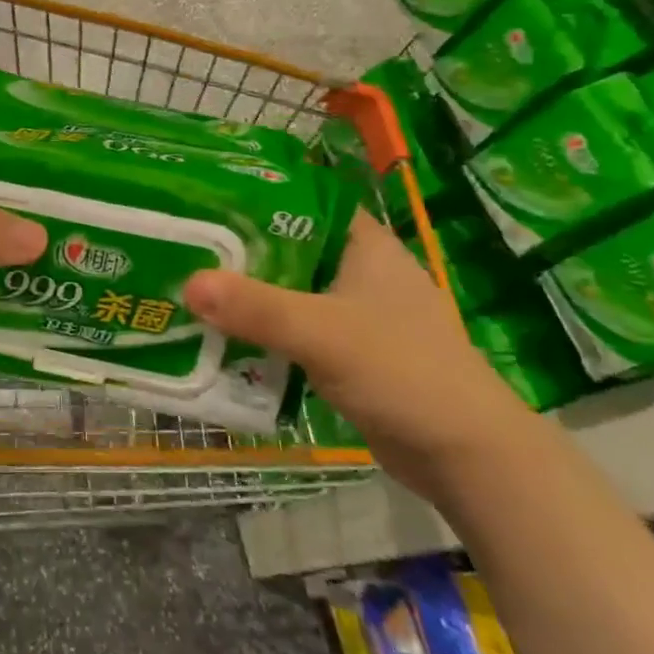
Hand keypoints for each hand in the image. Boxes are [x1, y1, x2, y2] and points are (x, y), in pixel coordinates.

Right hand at [183, 211, 537, 499]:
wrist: (470, 459)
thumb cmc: (404, 372)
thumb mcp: (323, 333)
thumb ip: (256, 308)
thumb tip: (187, 283)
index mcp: (364, 244)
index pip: (301, 200)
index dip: (253, 195)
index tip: (203, 197)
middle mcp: (359, 270)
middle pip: (286, 246)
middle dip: (238, 250)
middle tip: (183, 245)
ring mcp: (357, 312)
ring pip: (288, 289)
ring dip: (248, 293)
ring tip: (190, 285)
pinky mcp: (351, 351)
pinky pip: (295, 328)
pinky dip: (264, 329)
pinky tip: (224, 334)